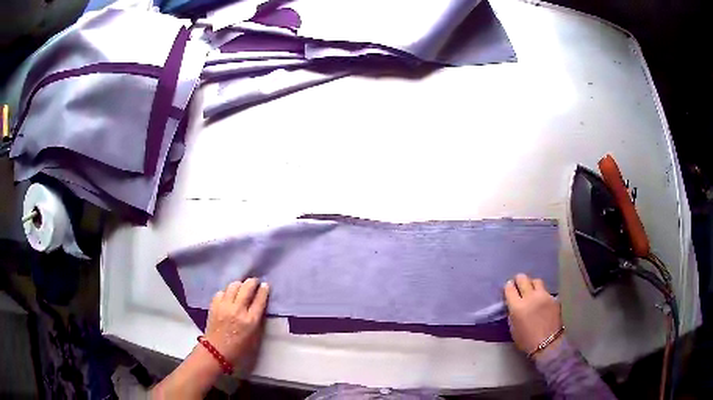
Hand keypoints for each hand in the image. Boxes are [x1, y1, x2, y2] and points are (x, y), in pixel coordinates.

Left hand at [204, 278, 269, 367]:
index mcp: (251, 320)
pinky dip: (227, 292)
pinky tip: (228, 296)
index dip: (264, 290)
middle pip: (247, 288)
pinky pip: (222, 292)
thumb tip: (259, 305)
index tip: (265, 285)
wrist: (217, 351)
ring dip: (239, 285)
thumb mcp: (255, 336)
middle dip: (252, 282)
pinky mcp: (214, 305)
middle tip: (254, 282)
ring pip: (233, 286)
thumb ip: (258, 320)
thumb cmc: (239, 348)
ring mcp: (224, 306)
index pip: (260, 299)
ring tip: (241, 287)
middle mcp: (238, 310)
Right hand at [504, 273, 562, 358]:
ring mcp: (543, 296)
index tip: (509, 289)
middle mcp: (530, 297)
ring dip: (532, 284)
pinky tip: (541, 301)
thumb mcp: (513, 327)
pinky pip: (545, 291)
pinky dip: (541, 293)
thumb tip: (512, 303)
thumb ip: (512, 312)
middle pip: (523, 278)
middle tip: (519, 285)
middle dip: (519, 280)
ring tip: (531, 291)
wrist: (548, 344)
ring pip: (536, 281)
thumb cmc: (526, 340)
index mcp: (517, 307)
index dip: (508, 287)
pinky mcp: (553, 298)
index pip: (509, 288)